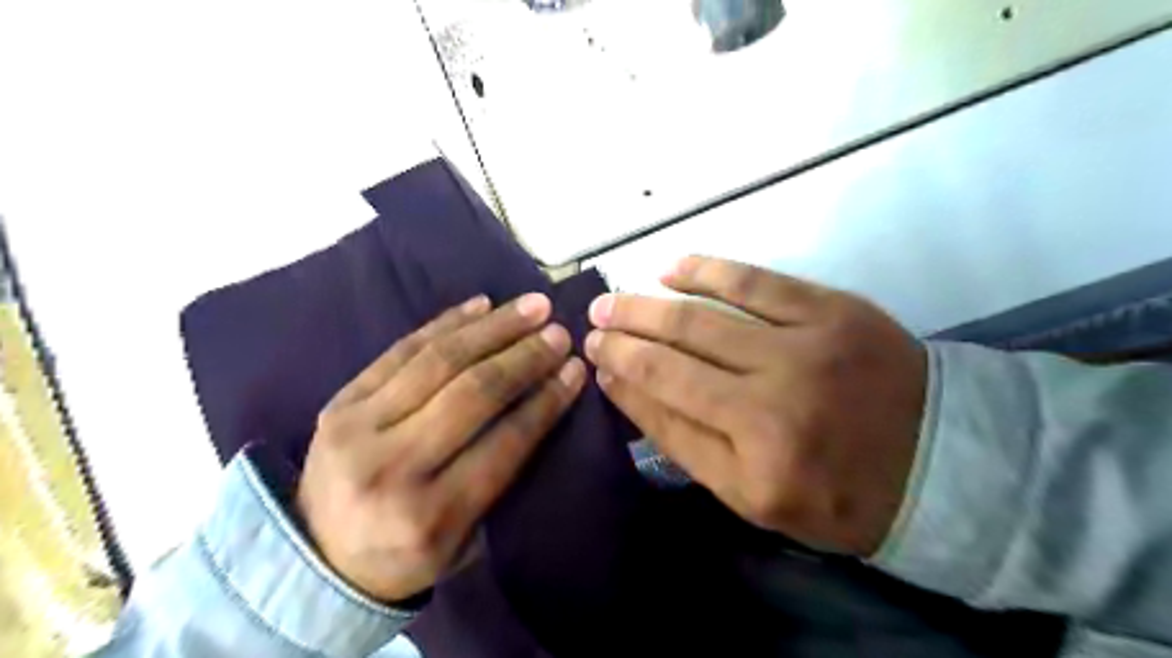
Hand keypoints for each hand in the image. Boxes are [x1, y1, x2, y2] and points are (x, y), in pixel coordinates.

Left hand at [297, 294, 586, 601]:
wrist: (316, 560)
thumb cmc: (406, 554)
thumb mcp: (465, 539)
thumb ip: (502, 476)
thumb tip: (544, 400)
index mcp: (431, 514)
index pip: (504, 442)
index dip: (546, 401)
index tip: (575, 370)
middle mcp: (392, 466)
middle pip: (472, 393)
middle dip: (524, 357)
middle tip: (559, 332)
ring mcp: (357, 427)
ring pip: (438, 361)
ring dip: (493, 328)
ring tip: (531, 307)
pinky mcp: (339, 402)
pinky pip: (400, 350)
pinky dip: (445, 323)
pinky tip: (480, 305)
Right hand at [586, 258, 925, 555]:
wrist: (941, 460)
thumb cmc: (838, 491)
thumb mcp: (754, 496)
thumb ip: (686, 443)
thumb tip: (627, 387)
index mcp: (756, 460)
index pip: (664, 408)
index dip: (622, 380)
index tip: (595, 362)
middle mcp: (774, 403)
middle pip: (674, 358)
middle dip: (622, 337)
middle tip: (591, 323)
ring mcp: (805, 348)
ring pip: (703, 318)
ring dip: (648, 306)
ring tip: (615, 300)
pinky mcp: (832, 309)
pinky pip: (755, 281)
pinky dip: (706, 271)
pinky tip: (671, 269)